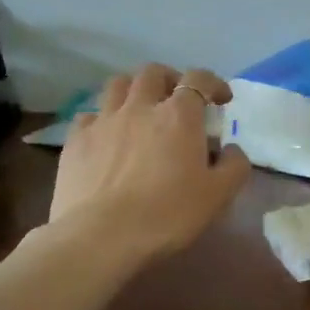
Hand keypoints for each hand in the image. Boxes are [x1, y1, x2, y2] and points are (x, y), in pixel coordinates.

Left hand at [46, 63, 251, 268]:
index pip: (199, 79)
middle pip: (153, 72)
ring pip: (117, 84)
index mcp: (178, 116)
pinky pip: (89, 115)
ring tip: (140, 109)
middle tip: (177, 99)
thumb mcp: (218, 196)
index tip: (221, 100)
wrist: (101, 237)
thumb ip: (234, 166)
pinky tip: (106, 137)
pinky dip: (102, 119)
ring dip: (133, 90)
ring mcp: (103, 121)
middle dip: (170, 79)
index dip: (213, 83)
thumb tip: (230, 150)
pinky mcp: (75, 140)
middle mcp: (140, 107)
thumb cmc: (167, 215)